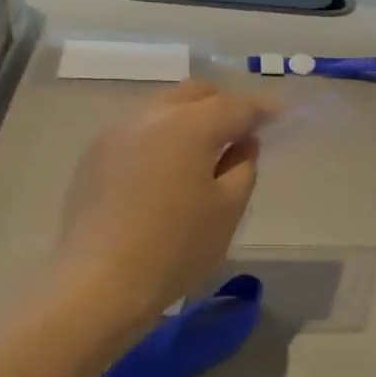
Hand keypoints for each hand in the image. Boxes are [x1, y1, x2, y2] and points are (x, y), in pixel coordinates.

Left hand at [54, 81, 276, 318]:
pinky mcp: (95, 155)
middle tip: (242, 133)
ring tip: (205, 150)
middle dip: (224, 105)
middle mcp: (151, 116)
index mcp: (189, 126)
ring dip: (191, 117)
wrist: (98, 283)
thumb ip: (243, 167)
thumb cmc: (176, 248)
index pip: (236, 106)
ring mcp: (117, 132)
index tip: (281, 116)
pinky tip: (167, 167)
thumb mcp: (228, 210)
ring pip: (164, 106)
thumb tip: (242, 142)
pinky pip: (139, 128)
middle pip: (196, 93)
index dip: (263, 109)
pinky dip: (163, 134)